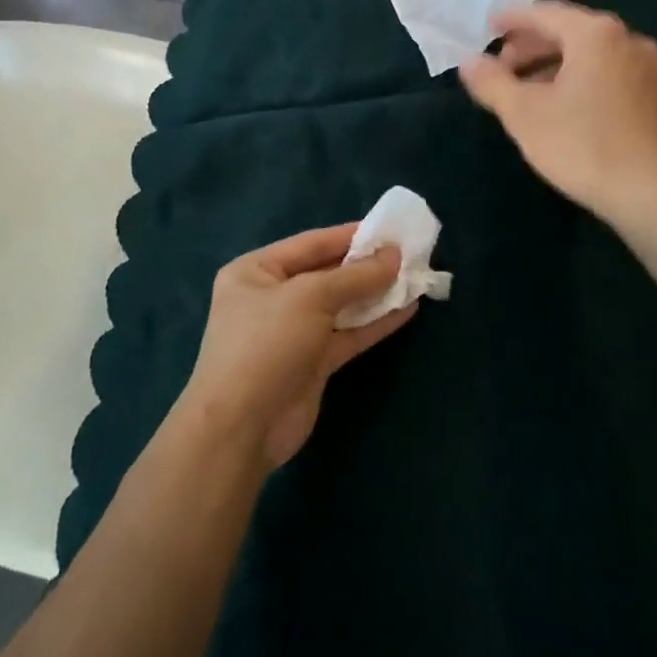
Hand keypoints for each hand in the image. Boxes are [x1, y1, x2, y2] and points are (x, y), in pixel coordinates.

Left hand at [181, 224, 416, 470]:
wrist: (242, 428)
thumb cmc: (267, 344)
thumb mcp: (311, 297)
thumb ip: (356, 276)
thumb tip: (394, 256)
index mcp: (256, 271)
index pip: (312, 243)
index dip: (351, 235)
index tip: (390, 229)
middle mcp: (272, 297)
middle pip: (327, 273)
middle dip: (366, 265)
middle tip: (409, 254)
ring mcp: (292, 332)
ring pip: (341, 305)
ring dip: (375, 294)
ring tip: (415, 278)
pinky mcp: (311, 363)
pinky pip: (347, 334)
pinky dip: (375, 323)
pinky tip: (407, 310)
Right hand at [461, 0, 656, 222]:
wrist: (652, 193)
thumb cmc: (582, 145)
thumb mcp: (524, 114)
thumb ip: (492, 82)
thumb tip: (468, 62)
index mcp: (595, 34)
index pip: (544, 13)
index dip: (512, 20)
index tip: (488, 28)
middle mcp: (626, 39)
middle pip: (569, 31)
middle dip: (531, 46)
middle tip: (502, 67)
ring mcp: (646, 67)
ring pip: (589, 54)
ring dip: (554, 65)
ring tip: (525, 90)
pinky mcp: (655, 95)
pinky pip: (607, 72)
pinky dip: (579, 78)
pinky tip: (561, 105)